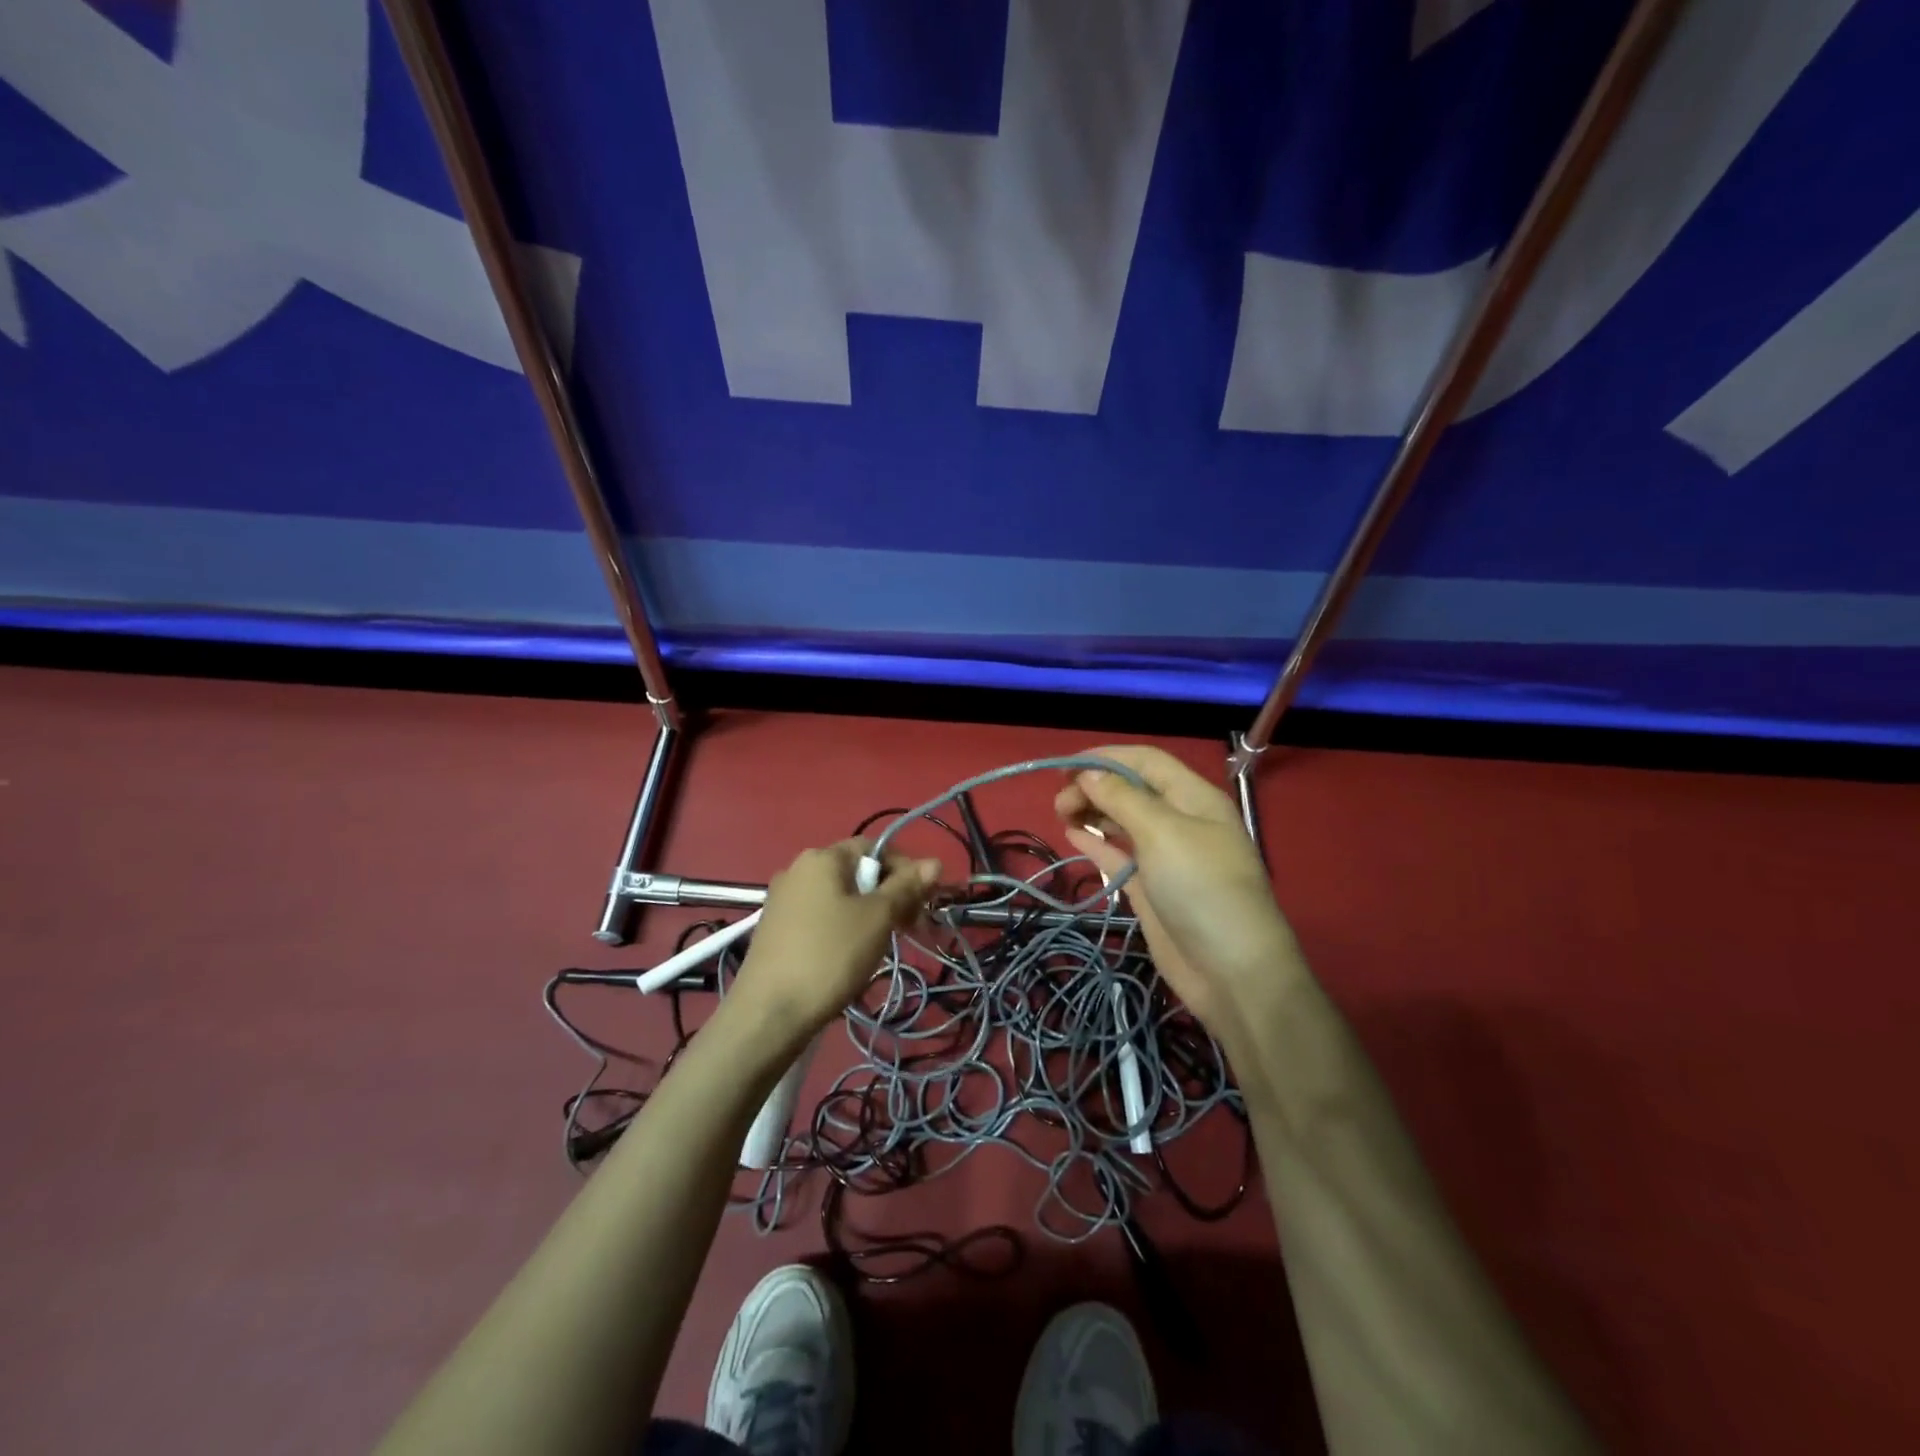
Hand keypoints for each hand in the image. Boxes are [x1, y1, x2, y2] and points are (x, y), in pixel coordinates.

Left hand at [732, 840, 938, 1036]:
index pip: (875, 847)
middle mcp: (798, 869)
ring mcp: (783, 900)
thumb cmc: (830, 955)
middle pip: (857, 872)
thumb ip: (906, 887)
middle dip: (890, 895)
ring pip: (840, 897)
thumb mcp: (877, 918)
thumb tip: (934, 862)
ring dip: (869, 915)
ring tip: (883, 946)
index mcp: (822, 857)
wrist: (769, 1013)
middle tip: (911, 928)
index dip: (905, 869)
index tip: (924, 902)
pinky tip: (851, 957)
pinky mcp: (776, 929)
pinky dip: (844, 929)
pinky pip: (821, 917)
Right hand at [1055, 745, 1304, 1048]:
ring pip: (1123, 821)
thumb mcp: (1162, 832)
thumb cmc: (1201, 887)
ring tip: (1062, 814)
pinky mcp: (1152, 887)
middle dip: (1095, 786)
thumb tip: (1089, 774)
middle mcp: (1180, 820)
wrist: (1231, 970)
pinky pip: (1119, 854)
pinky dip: (1096, 842)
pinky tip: (1073, 836)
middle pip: (1131, 789)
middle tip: (1059, 801)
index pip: (1146, 761)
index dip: (1106, 757)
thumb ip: (1122, 798)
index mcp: (1193, 797)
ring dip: (1093, 812)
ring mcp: (1165, 856)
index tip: (1065, 766)